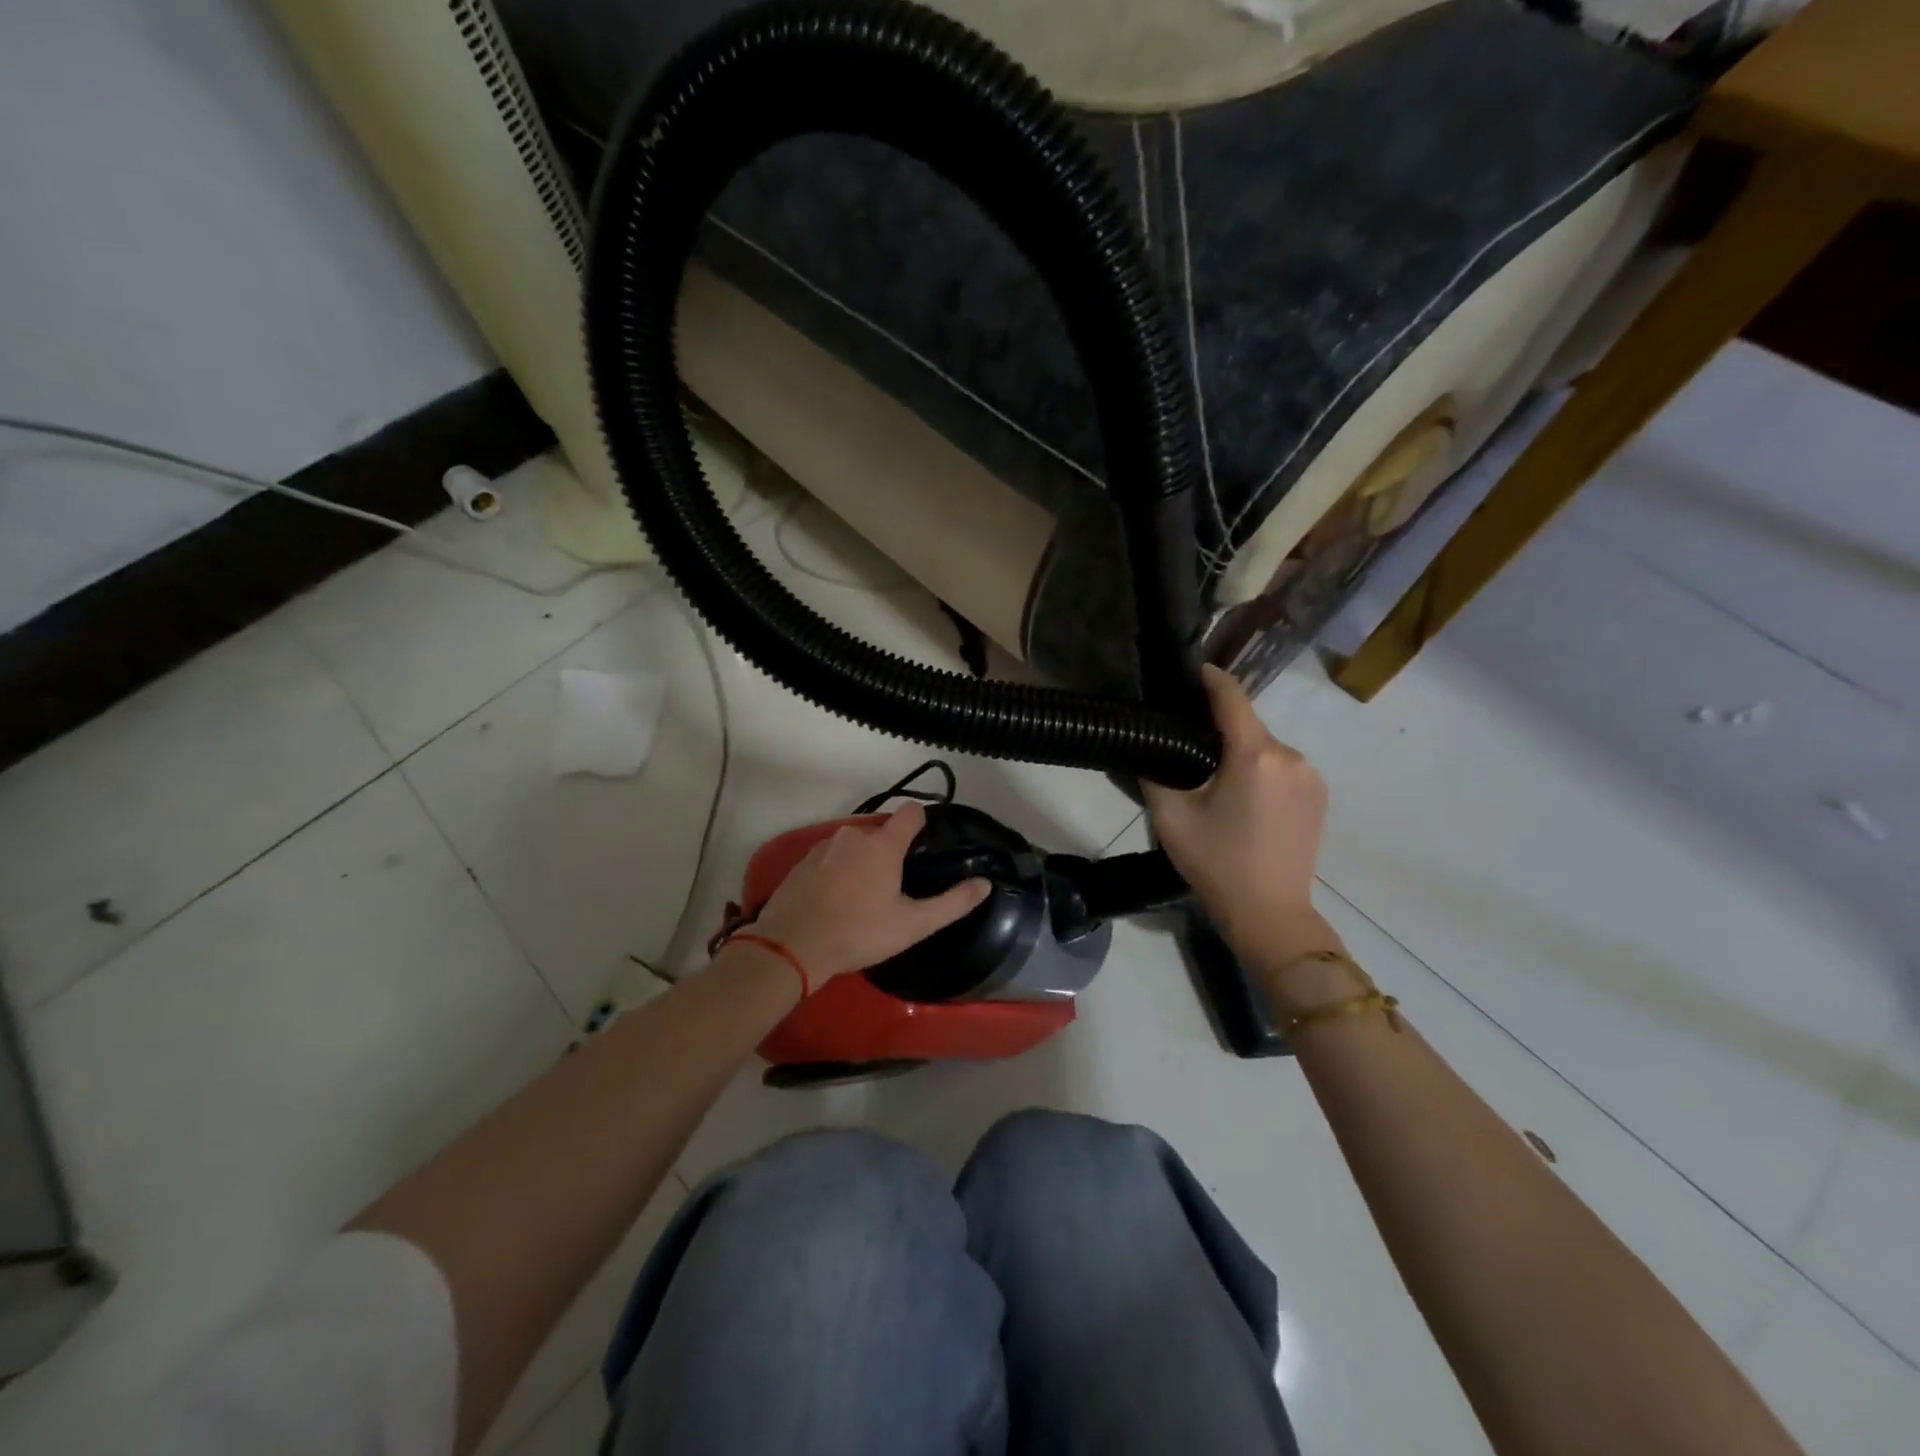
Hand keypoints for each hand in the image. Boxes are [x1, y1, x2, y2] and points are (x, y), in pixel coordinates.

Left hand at [747, 801, 991, 983]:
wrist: (790, 946)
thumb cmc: (858, 933)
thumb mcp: (912, 925)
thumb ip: (952, 903)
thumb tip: (985, 884)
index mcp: (883, 844)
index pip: (910, 813)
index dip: (921, 824)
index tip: (925, 845)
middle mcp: (853, 835)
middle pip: (881, 832)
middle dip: (889, 852)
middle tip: (894, 887)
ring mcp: (823, 846)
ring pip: (853, 845)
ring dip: (862, 861)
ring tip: (863, 897)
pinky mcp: (801, 861)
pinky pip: (830, 857)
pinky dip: (837, 871)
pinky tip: (835, 900)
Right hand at [1143, 666, 1345, 982]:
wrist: (1271, 916)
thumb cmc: (1217, 864)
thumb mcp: (1170, 817)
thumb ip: (1155, 772)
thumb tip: (1149, 744)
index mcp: (1255, 755)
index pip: (1231, 697)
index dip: (1208, 679)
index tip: (1188, 672)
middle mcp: (1290, 755)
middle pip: (1247, 723)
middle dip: (1218, 725)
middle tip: (1185, 742)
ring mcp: (1310, 776)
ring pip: (1265, 746)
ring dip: (1240, 751)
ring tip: (1212, 777)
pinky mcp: (1319, 796)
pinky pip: (1282, 767)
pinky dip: (1260, 769)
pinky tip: (1241, 797)